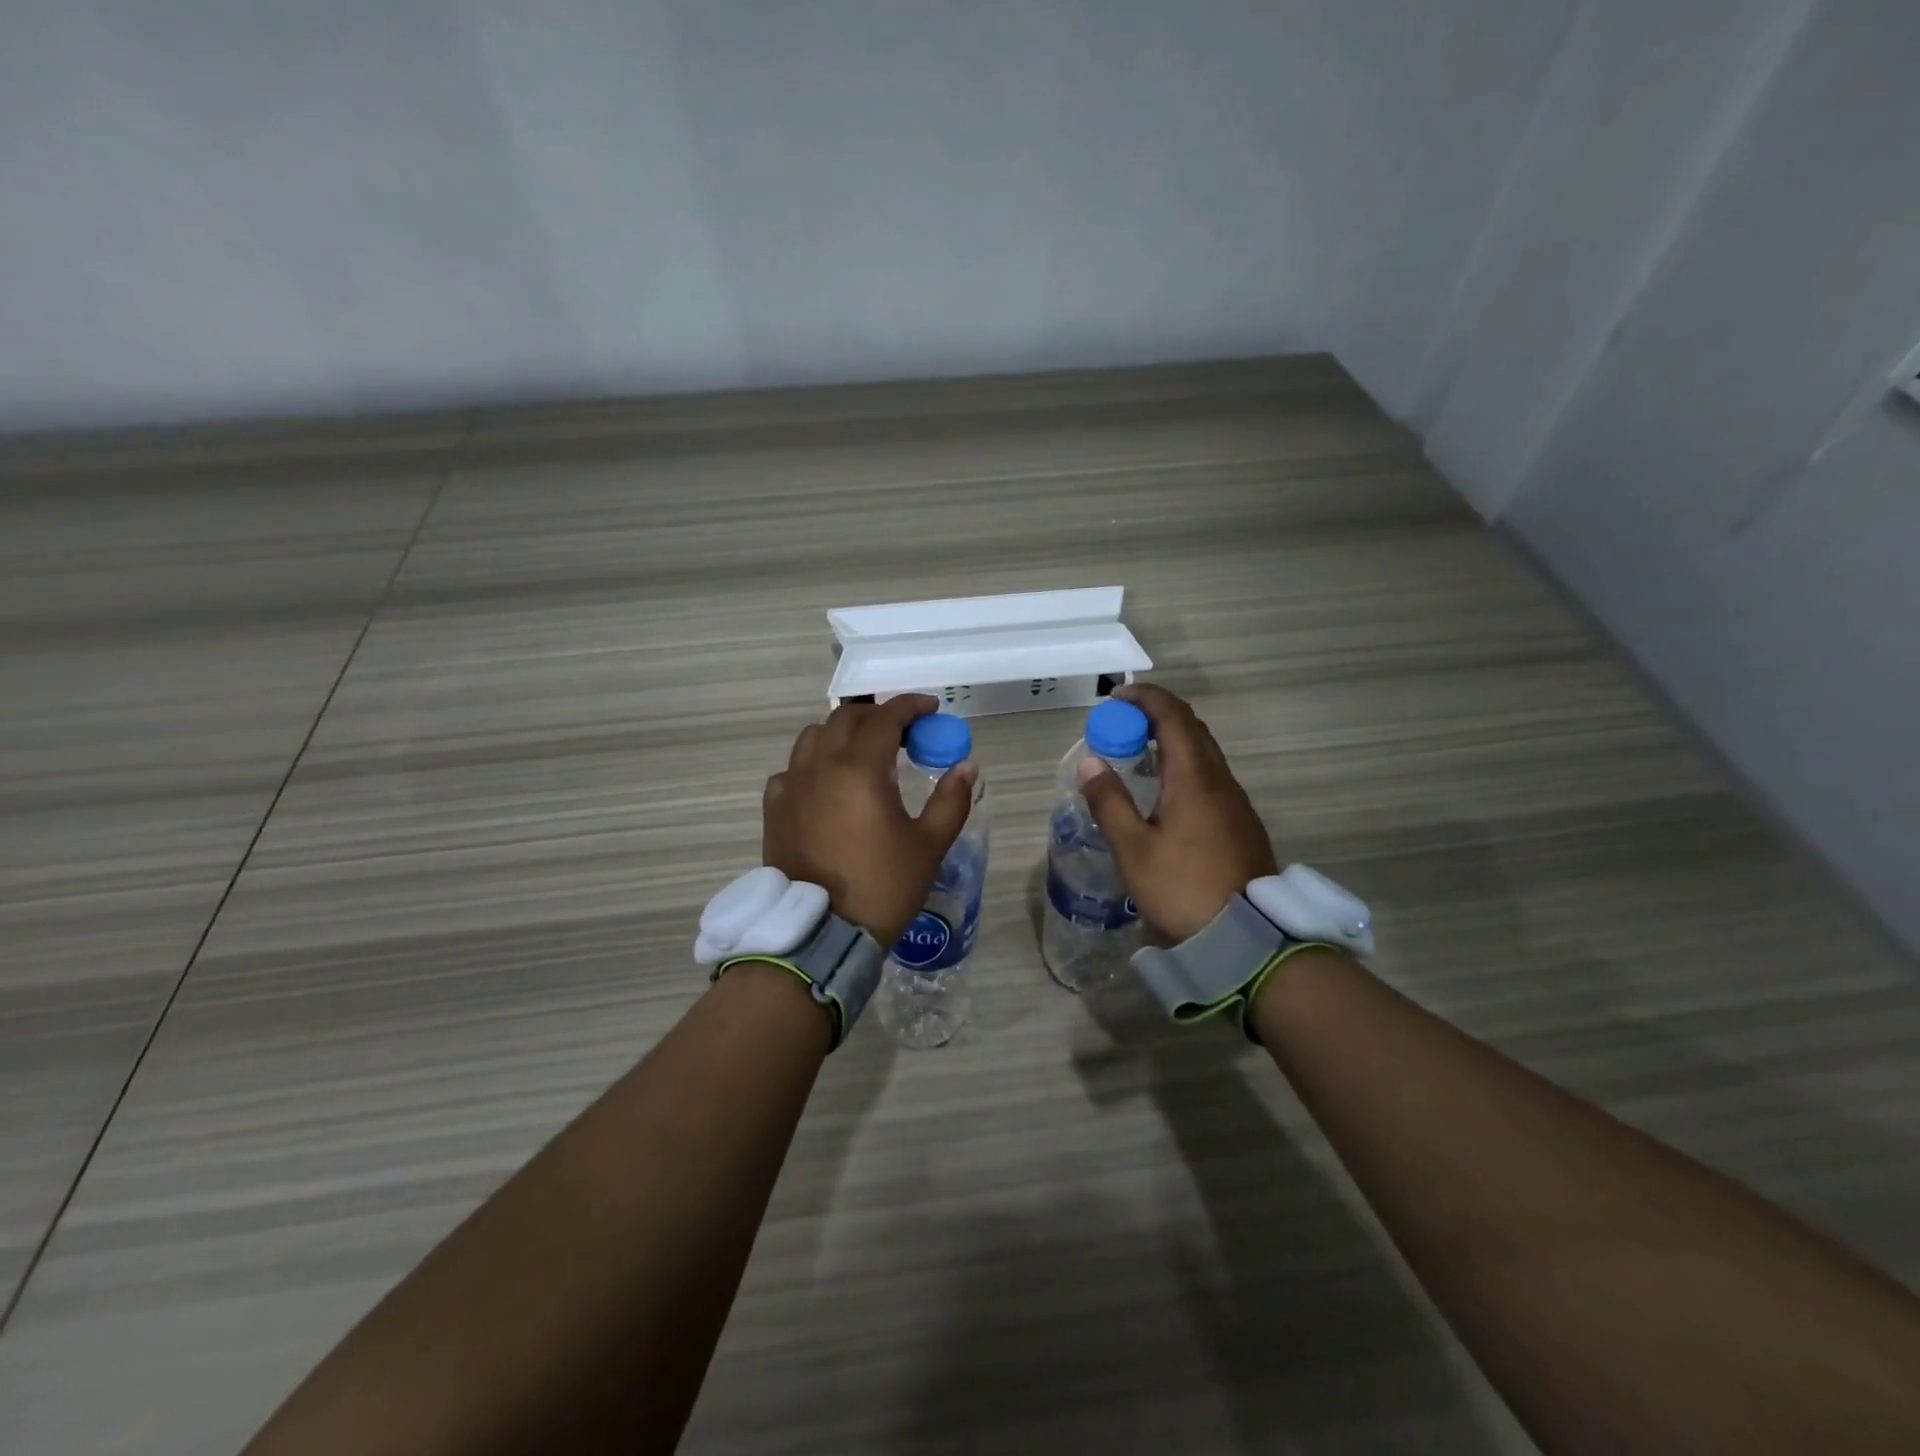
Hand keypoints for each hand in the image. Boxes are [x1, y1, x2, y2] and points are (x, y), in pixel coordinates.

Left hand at [763, 695, 977, 946]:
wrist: (821, 934)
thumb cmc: (882, 887)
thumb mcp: (929, 845)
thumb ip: (951, 800)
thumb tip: (966, 767)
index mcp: (860, 769)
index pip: (885, 717)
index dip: (911, 706)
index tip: (931, 709)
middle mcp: (820, 766)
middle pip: (846, 718)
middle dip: (877, 716)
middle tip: (903, 733)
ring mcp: (791, 786)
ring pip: (814, 737)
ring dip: (843, 734)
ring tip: (864, 754)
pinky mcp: (774, 809)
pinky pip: (793, 769)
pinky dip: (814, 763)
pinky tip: (828, 786)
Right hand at [1077, 683, 1277, 941]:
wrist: (1248, 938)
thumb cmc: (1183, 888)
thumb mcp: (1133, 849)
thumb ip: (1109, 802)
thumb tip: (1090, 764)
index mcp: (1194, 778)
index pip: (1173, 715)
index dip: (1145, 698)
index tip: (1115, 699)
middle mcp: (1220, 780)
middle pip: (1191, 729)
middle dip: (1155, 716)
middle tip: (1120, 728)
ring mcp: (1235, 802)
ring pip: (1203, 753)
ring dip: (1171, 742)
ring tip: (1137, 758)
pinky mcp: (1241, 823)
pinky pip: (1210, 777)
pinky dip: (1183, 767)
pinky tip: (1165, 795)